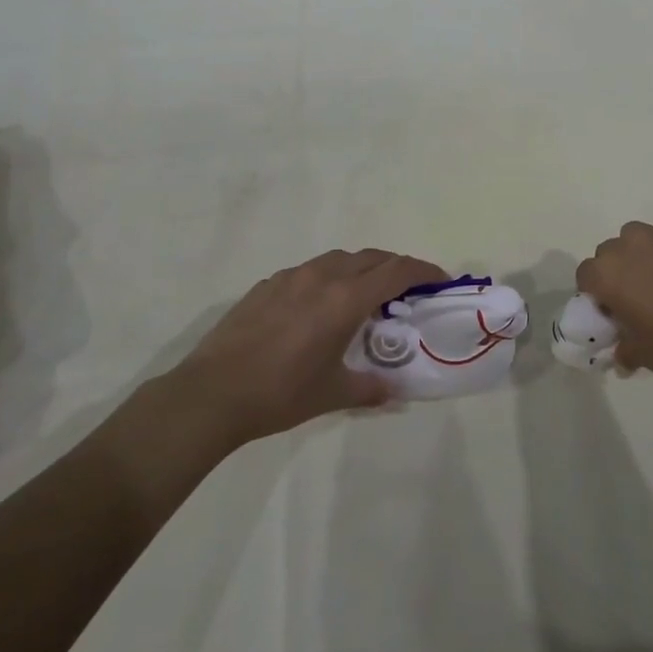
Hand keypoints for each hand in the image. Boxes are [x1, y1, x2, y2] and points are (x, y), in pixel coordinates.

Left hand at [168, 248, 443, 447]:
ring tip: (364, 295)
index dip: (423, 271)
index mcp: (345, 299)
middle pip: (371, 257)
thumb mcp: (331, 394)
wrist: (212, 392)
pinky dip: (328, 278)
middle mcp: (322, 276)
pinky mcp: (267, 284)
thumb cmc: (280, 394)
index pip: (396, 271)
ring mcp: (291, 276)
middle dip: (395, 267)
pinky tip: (317, 306)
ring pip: (339, 259)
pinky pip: (309, 270)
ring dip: (361, 269)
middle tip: (407, 289)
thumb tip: (394, 392)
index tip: (440, 279)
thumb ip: (369, 388)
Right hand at [577, 222, 652, 389]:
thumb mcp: (643, 354)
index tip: (612, 315)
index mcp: (606, 275)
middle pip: (608, 254)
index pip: (585, 276)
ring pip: (634, 239)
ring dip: (636, 257)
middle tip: (634, 302)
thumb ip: (625, 347)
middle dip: (614, 273)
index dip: (595, 295)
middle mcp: (626, 248)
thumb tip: (622, 352)